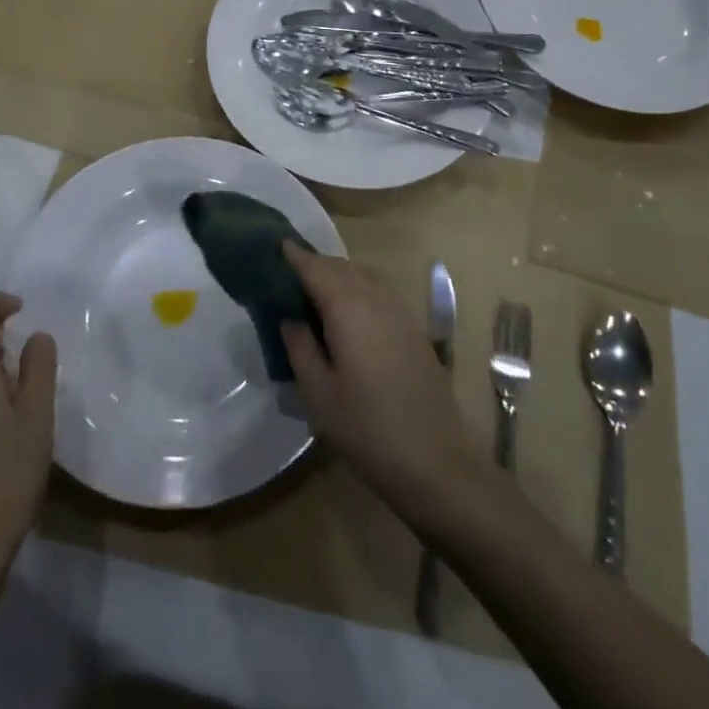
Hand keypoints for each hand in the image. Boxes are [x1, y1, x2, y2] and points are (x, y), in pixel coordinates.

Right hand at [280, 247, 489, 533]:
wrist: (435, 461)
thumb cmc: (367, 429)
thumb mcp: (318, 393)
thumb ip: (299, 347)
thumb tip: (290, 317)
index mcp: (348, 306)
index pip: (315, 267)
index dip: (293, 255)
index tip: (273, 247)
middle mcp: (375, 297)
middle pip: (340, 266)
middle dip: (314, 265)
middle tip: (287, 276)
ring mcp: (400, 311)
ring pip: (362, 276)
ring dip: (337, 276)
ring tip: (314, 294)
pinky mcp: (413, 328)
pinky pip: (378, 291)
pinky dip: (357, 289)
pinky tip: (347, 315)